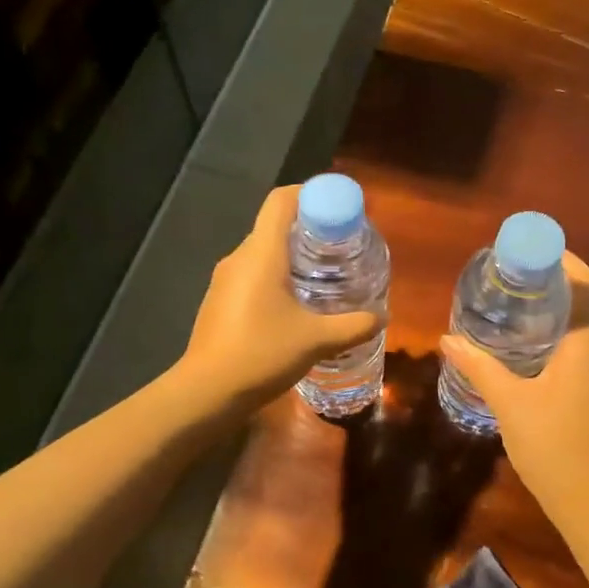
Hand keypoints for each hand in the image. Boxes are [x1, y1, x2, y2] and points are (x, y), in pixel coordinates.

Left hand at [178, 185, 383, 410]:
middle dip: (311, 230)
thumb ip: (353, 326)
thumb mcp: (317, 340)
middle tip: (343, 248)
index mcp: (261, 253)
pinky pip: (253, 275)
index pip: (282, 200)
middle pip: (276, 225)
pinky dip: (277, 278)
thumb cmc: (262, 354)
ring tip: (325, 277)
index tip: (341, 210)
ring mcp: (225, 280)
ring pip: (264, 253)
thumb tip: (381, 316)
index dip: (313, 194)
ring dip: (294, 257)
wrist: (206, 392)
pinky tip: (297, 306)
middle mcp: (239, 257)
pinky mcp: (219, 301)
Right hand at [438, 253, 588, 517]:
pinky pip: (571, 350)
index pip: (586, 288)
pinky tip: (519, 347)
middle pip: (581, 303)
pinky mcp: (587, 395)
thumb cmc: (552, 445)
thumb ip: (479, 367)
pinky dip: (549, 336)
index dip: (566, 261)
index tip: (532, 249)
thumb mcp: (509, 402)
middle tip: (511, 273)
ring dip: (550, 310)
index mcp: (584, 346)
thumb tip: (448, 338)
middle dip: (552, 282)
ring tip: (511, 302)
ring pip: (576, 328)